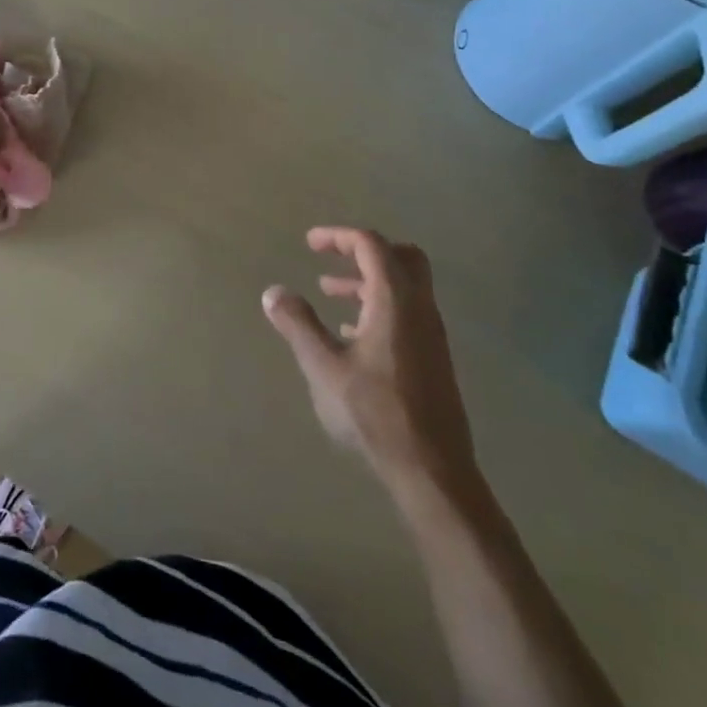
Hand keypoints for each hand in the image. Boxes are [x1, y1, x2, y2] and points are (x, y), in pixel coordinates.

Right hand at [263, 226, 482, 504]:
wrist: (432, 470)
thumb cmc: (374, 412)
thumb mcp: (323, 367)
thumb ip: (298, 324)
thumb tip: (274, 292)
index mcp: (394, 300)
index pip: (370, 245)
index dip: (339, 237)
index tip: (310, 244)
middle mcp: (419, 308)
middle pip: (400, 256)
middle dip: (362, 250)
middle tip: (330, 258)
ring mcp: (431, 334)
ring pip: (404, 286)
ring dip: (368, 280)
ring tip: (330, 294)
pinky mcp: (433, 357)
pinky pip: (407, 312)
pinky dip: (379, 305)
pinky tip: (352, 335)